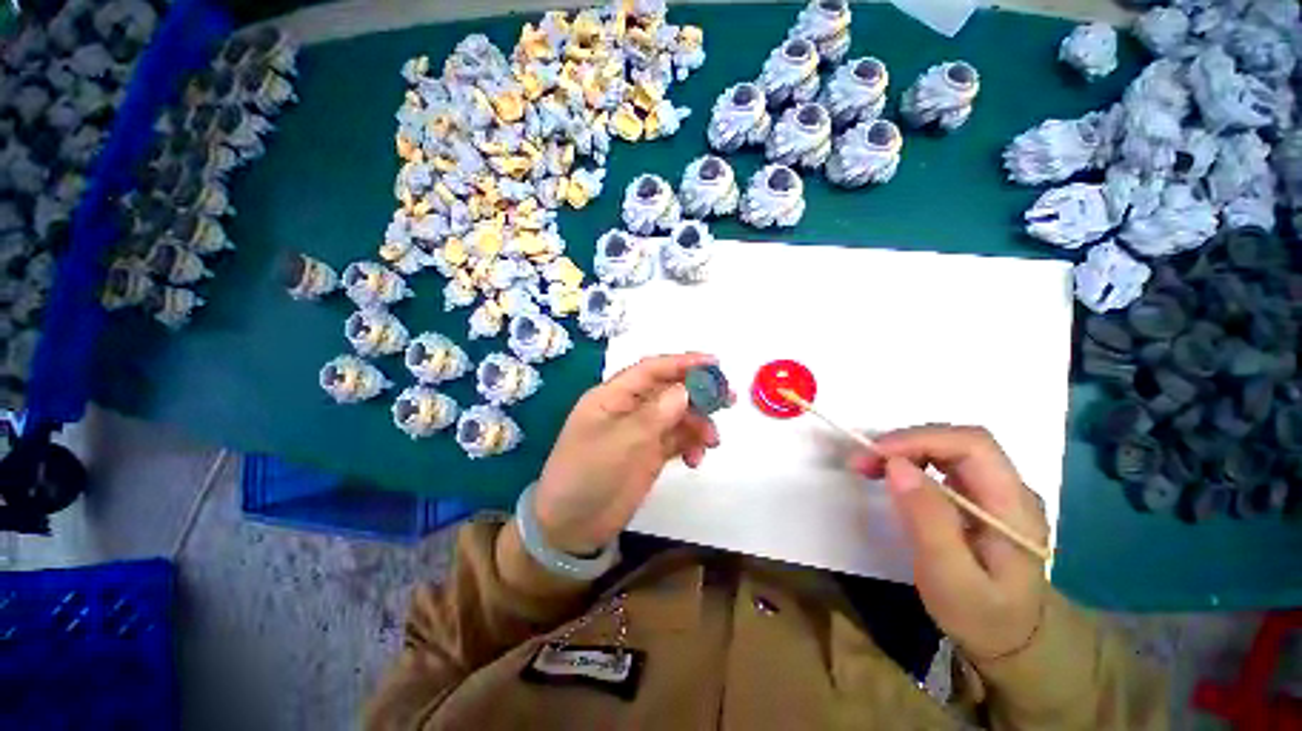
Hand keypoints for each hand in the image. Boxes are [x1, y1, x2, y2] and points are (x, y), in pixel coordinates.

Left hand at [533, 353, 727, 555]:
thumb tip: (685, 390)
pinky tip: (695, 460)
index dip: (682, 362)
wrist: (571, 526)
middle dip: (699, 392)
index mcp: (613, 396)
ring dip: (698, 423)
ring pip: (678, 415)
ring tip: (712, 441)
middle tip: (728, 399)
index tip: (714, 363)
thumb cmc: (587, 476)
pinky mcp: (650, 454)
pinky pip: (678, 440)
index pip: (651, 370)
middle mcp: (629, 409)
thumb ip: (654, 415)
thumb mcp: (620, 442)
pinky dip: (691, 445)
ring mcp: (641, 432)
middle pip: (669, 390)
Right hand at [850, 425, 1048, 660]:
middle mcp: (1009, 489)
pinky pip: (940, 463)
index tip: (875, 454)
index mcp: (1014, 507)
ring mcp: (994, 491)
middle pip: (958, 441)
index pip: (972, 445)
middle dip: (905, 442)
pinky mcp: (976, 497)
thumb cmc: (983, 617)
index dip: (921, 439)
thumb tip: (896, 466)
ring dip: (903, 449)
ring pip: (947, 447)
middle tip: (862, 460)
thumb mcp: (952, 580)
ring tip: (868, 465)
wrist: (1012, 642)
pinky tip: (889, 474)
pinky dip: (908, 461)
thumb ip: (928, 522)